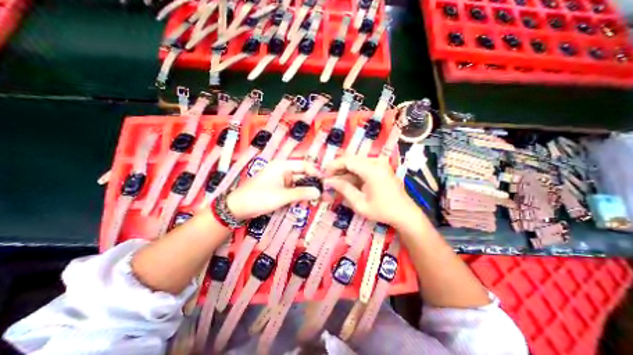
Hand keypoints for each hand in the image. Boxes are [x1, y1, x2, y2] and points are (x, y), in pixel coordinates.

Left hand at [226, 159, 322, 220]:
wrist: (238, 208)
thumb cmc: (259, 197)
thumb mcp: (282, 196)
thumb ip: (301, 193)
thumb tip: (319, 192)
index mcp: (282, 166)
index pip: (304, 165)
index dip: (315, 173)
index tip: (325, 183)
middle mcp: (282, 170)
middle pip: (302, 175)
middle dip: (311, 184)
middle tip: (322, 194)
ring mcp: (280, 179)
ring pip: (298, 183)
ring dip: (305, 191)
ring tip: (315, 199)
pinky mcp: (278, 188)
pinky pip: (292, 189)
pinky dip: (298, 195)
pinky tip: (304, 201)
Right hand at [322, 157, 418, 228]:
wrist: (404, 213)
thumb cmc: (382, 211)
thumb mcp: (360, 203)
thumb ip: (343, 189)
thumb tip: (328, 181)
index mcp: (372, 170)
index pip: (347, 161)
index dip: (333, 166)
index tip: (324, 175)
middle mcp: (376, 162)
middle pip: (351, 160)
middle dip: (338, 169)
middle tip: (329, 180)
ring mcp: (380, 163)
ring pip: (355, 162)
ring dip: (345, 171)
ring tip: (336, 182)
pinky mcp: (380, 166)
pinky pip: (362, 166)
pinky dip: (353, 173)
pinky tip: (347, 181)